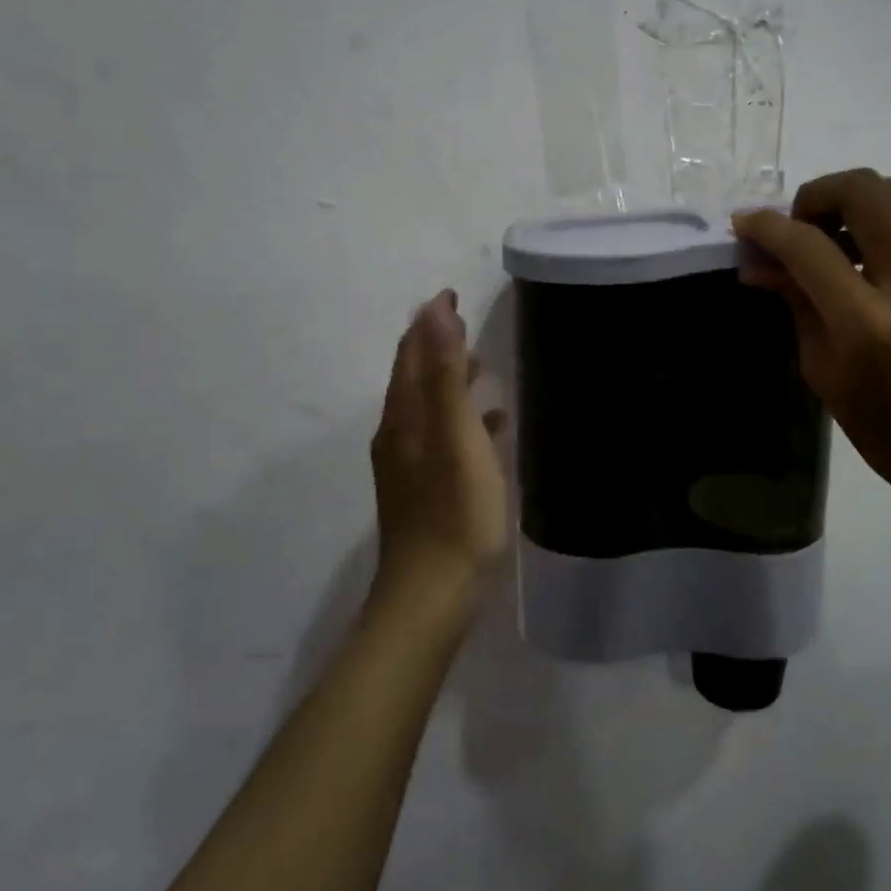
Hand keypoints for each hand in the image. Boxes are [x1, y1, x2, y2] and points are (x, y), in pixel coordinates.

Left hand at [369, 289, 508, 617]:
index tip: (452, 293)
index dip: (429, 321)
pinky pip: (443, 439)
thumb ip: (444, 374)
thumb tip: (435, 311)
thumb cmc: (454, 513)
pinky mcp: (425, 490)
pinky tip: (491, 428)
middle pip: (414, 379)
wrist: (432, 597)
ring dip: (450, 382)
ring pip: (429, 409)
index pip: (411, 354)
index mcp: (405, 418)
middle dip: (437, 347)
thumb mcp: (455, 437)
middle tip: (467, 324)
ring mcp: (410, 466)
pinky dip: (462, 420)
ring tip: (481, 367)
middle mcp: (399, 436)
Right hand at [732, 170, 890, 514]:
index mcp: (866, 324)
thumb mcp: (824, 374)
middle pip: (864, 192)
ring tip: (833, 233)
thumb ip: (796, 306)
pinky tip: (868, 244)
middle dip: (816, 194)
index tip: (743, 224)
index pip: (808, 248)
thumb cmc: (886, 430)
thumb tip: (759, 266)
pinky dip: (887, 211)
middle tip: (798, 227)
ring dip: (855, 198)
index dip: (767, 227)